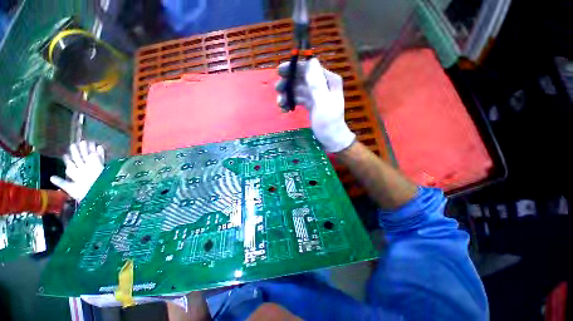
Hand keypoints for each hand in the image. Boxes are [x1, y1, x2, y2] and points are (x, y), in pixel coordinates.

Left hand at [50, 140, 104, 201]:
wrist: (98, 194)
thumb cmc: (84, 193)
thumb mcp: (70, 189)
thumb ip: (62, 183)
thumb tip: (50, 177)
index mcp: (77, 174)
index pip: (72, 165)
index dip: (68, 160)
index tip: (65, 154)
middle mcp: (85, 170)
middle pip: (80, 159)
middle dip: (78, 151)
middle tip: (74, 144)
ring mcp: (94, 167)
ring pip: (90, 156)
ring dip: (88, 149)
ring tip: (86, 141)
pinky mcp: (102, 167)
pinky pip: (102, 158)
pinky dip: (100, 153)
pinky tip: (99, 146)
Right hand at [276, 58, 354, 152]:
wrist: (332, 140)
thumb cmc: (329, 123)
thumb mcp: (323, 103)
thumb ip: (317, 83)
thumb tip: (311, 60)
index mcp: (328, 81)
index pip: (309, 68)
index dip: (294, 68)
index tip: (280, 72)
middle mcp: (322, 85)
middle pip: (301, 78)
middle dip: (288, 83)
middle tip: (277, 89)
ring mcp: (316, 95)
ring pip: (298, 89)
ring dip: (288, 95)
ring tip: (281, 104)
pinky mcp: (311, 104)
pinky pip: (298, 99)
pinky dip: (291, 102)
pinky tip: (285, 109)